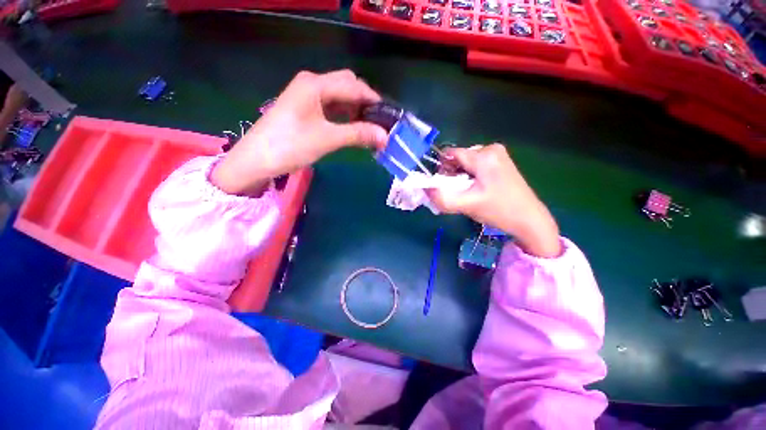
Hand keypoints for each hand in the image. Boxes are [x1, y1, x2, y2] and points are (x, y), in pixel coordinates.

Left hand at [212, 70, 387, 195]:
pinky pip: (330, 107)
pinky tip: (352, 127)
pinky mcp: (304, 109)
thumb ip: (358, 134)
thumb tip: (385, 136)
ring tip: (369, 127)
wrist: (256, 159)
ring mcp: (307, 96)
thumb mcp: (327, 139)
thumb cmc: (290, 146)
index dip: (374, 100)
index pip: (354, 86)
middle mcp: (312, 84)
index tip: (389, 116)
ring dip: (355, 110)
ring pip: (339, 97)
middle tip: (379, 123)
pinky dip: (344, 116)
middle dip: (365, 103)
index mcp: (316, 84)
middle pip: (347, 86)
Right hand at [427, 144, 561, 257]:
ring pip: (465, 163)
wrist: (529, 219)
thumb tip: (425, 189)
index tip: (444, 186)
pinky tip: (477, 189)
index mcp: (484, 155)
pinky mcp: (501, 161)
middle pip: (458, 158)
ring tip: (468, 193)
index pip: (450, 154)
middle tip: (458, 193)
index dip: (441, 169)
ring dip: (460, 177)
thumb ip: (441, 198)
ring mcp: (498, 154)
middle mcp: (491, 148)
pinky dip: (470, 176)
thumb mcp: (466, 205)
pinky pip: (475, 165)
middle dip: (451, 175)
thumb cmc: (498, 211)